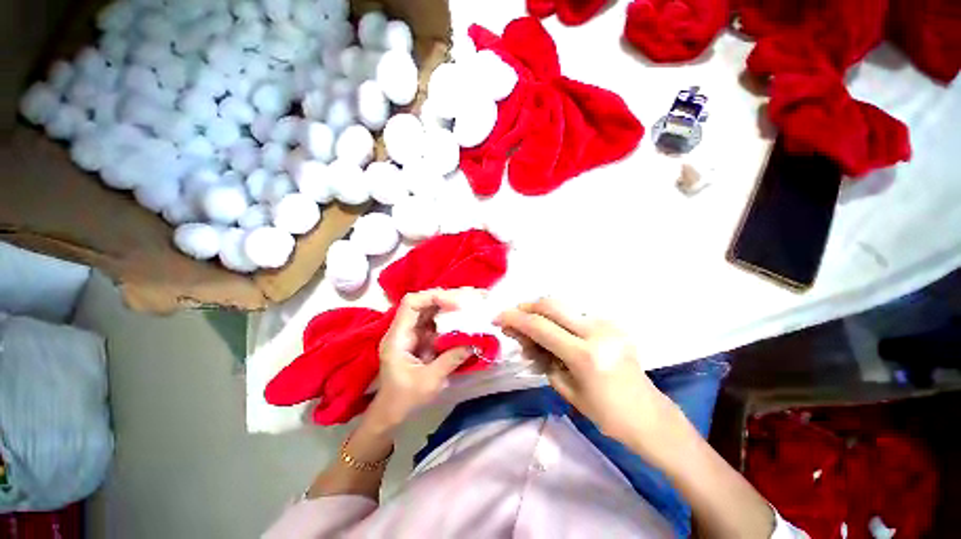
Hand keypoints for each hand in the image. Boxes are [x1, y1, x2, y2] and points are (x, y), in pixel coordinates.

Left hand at [366, 289, 473, 430]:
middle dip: (446, 299)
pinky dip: (450, 321)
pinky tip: (464, 321)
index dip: (432, 297)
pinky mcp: (421, 339)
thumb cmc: (404, 399)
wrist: (391, 413)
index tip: (455, 304)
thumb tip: (474, 343)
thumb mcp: (429, 381)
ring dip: (450, 308)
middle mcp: (404, 330)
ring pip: (431, 311)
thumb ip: (451, 360)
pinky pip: (436, 324)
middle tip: (468, 301)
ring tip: (469, 307)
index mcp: (398, 337)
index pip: (411, 303)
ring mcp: (412, 333)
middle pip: (423, 303)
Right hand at [497, 298, 685, 462]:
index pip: (541, 327)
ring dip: (541, 313)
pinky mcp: (612, 323)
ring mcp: (607, 324)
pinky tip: (552, 332)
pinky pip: (576, 314)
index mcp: (585, 355)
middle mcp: (597, 331)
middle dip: (526, 307)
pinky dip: (558, 319)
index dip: (515, 319)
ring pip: (563, 306)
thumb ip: (542, 357)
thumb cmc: (606, 414)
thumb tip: (524, 338)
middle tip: (512, 317)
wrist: (649, 416)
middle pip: (551, 305)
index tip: (497, 318)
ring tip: (530, 330)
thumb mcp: (566, 388)